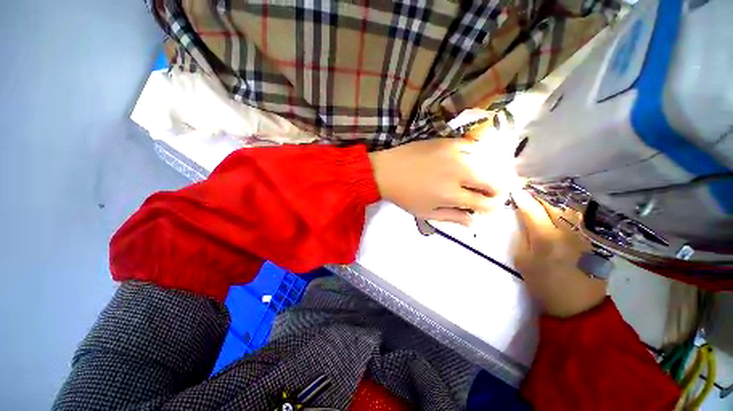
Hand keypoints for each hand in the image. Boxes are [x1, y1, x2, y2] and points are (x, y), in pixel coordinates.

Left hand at [368, 128, 517, 225]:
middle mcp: (459, 173)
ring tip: (481, 179)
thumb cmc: (404, 195)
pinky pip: (473, 147)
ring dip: (490, 173)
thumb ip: (452, 217)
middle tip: (487, 194)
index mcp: (452, 195)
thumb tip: (473, 223)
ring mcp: (455, 154)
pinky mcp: (448, 142)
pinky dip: (477, 156)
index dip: (491, 207)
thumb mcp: (425, 213)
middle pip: (494, 182)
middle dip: (496, 191)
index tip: (487, 207)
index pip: (485, 203)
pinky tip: (471, 162)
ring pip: (489, 163)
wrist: (386, 171)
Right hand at [511, 189, 606, 317]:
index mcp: (546, 238)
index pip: (532, 210)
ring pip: (568, 207)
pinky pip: (578, 216)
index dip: (522, 199)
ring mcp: (583, 234)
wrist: (578, 306)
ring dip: (553, 199)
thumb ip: (522, 237)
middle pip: (552, 205)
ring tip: (542, 195)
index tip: (514, 190)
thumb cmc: (544, 285)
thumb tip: (522, 219)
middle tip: (526, 190)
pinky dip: (566, 208)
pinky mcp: (592, 238)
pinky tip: (559, 206)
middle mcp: (568, 231)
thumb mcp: (523, 262)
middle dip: (537, 195)